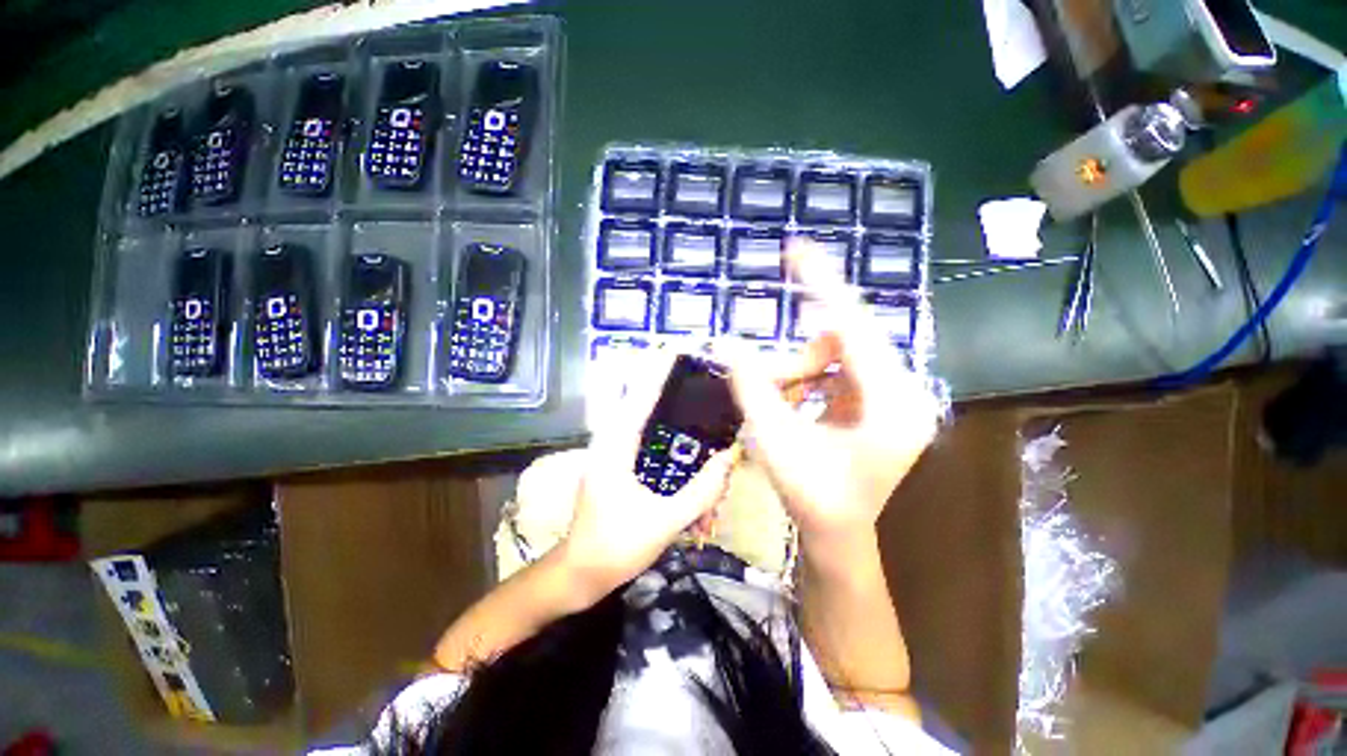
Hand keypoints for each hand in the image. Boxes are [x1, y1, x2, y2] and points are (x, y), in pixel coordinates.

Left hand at [559, 353, 734, 599]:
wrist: (579, 574)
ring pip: (641, 421)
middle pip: (640, 402)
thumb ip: (700, 491)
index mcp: (615, 447)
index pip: (639, 398)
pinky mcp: (616, 465)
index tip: (678, 352)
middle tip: (699, 380)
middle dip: (666, 387)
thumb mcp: (664, 521)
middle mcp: (610, 442)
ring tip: (695, 404)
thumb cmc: (615, 547)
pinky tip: (684, 444)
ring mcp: (611, 453)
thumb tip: (729, 459)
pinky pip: (642, 439)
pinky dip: (662, 435)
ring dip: (664, 411)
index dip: (659, 373)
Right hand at [725, 240, 940, 547]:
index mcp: (892, 403)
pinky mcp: (882, 401)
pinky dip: (810, 377)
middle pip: (844, 341)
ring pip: (839, 355)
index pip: (852, 326)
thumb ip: (752, 386)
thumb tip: (726, 343)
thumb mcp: (774, 440)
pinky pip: (840, 369)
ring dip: (800, 370)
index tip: (795, 249)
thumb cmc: (812, 497)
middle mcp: (905, 391)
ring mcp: (896, 396)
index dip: (820, 284)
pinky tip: (797, 404)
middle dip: (797, 356)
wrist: (839, 533)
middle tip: (768, 381)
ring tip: (780, 404)